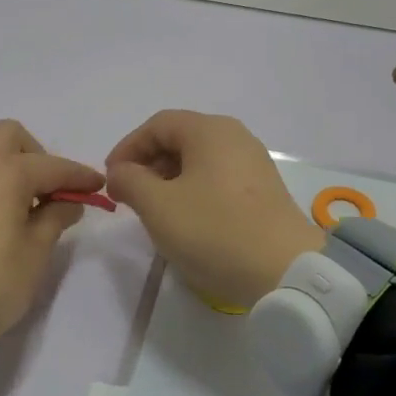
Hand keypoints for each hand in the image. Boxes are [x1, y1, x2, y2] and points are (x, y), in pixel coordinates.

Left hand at [0, 120, 103, 338]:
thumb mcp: (34, 254)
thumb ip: (54, 219)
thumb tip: (66, 202)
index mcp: (6, 172)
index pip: (53, 166)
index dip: (80, 177)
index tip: (98, 187)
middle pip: (9, 137)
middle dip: (35, 156)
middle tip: (47, 193)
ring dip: (6, 169)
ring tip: (18, 209)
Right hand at [106, 111, 323, 308]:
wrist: (284, 270)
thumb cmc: (214, 230)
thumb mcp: (158, 206)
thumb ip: (130, 181)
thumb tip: (121, 172)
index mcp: (210, 130)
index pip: (158, 125)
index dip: (128, 148)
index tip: (111, 178)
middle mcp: (236, 138)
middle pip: (181, 139)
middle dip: (149, 164)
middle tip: (129, 196)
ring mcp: (255, 164)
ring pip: (200, 162)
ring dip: (170, 180)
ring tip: (155, 211)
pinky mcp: (264, 192)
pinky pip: (219, 180)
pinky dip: (195, 192)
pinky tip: (188, 221)